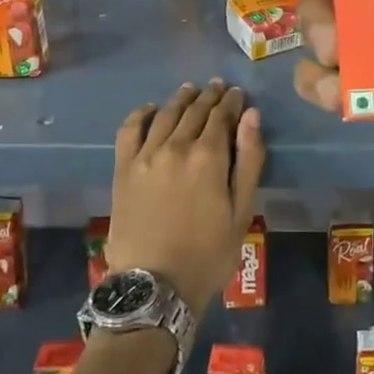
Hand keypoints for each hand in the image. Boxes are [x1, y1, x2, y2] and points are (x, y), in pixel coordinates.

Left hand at [103, 79, 265, 314]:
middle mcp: (176, 146)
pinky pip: (129, 129)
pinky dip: (140, 113)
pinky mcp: (123, 168)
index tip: (237, 93)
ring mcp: (145, 155)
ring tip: (190, 90)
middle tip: (218, 87)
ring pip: (165, 114)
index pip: (222, 116)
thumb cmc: (208, 254)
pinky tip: (150, 108)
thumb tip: (251, 116)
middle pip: (194, 111)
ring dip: (180, 99)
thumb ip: (250, 160)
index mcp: (209, 156)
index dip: (231, 102)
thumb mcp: (241, 211)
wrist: (155, 285)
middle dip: (209, 96)